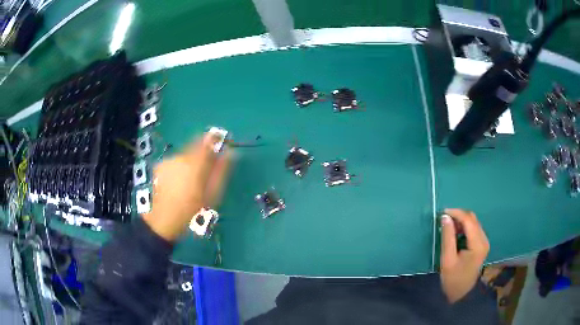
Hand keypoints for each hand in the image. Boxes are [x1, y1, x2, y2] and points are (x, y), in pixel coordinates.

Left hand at [142, 133, 231, 241]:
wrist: (164, 220)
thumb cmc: (192, 210)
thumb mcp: (212, 194)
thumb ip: (221, 170)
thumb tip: (230, 152)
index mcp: (195, 163)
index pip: (208, 141)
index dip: (216, 139)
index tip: (222, 143)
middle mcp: (180, 157)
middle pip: (196, 147)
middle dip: (203, 155)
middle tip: (206, 173)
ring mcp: (168, 160)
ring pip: (185, 154)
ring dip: (191, 162)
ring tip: (191, 182)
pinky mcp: (160, 165)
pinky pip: (175, 161)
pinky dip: (180, 167)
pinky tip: (179, 182)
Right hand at [439, 208, 489, 302]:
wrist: (461, 294)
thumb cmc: (453, 279)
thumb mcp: (447, 259)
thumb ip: (447, 237)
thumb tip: (445, 217)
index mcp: (477, 244)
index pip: (468, 220)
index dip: (456, 213)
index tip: (442, 213)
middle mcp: (484, 239)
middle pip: (472, 219)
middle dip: (458, 216)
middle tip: (444, 219)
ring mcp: (484, 242)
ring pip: (473, 222)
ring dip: (461, 221)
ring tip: (448, 226)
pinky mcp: (482, 244)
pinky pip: (474, 229)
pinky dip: (464, 227)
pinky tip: (456, 232)